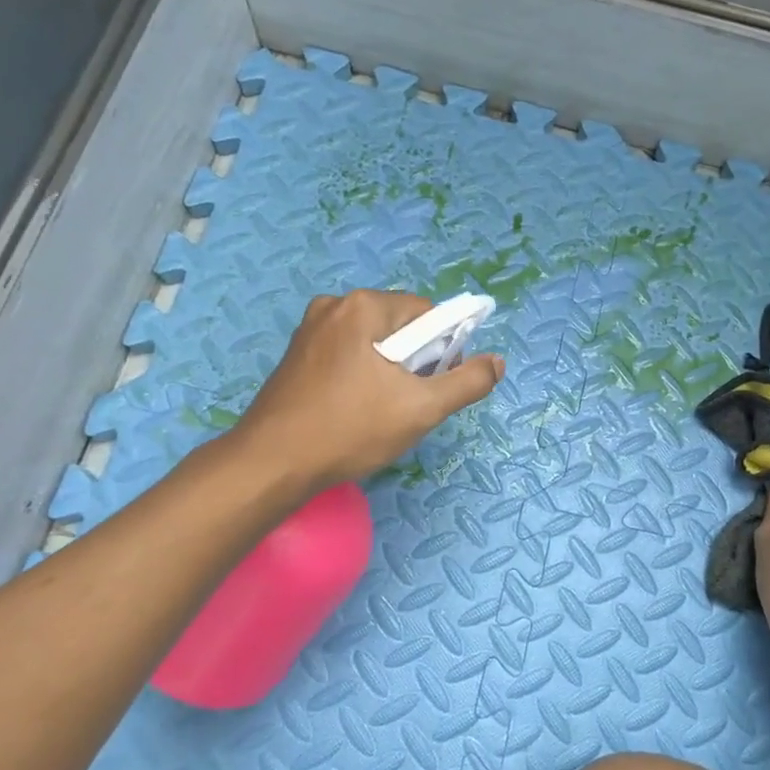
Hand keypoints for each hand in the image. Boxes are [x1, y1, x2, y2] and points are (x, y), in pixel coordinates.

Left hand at [231, 290, 503, 490]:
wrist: (272, 464)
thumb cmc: (350, 430)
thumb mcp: (421, 409)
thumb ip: (467, 382)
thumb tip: (498, 362)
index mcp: (363, 306)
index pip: (427, 314)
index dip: (443, 350)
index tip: (434, 387)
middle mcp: (334, 306)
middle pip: (400, 327)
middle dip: (414, 363)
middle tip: (408, 405)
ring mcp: (309, 330)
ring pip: (374, 344)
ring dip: (389, 373)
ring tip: (381, 413)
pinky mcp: (296, 356)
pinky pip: (347, 356)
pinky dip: (362, 378)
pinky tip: (355, 412)